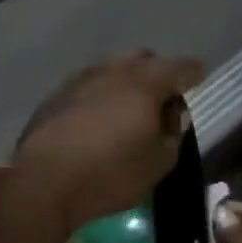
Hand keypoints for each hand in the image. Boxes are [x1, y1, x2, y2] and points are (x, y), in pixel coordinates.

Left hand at [13, 51, 203, 241]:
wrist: (43, 183)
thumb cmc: (109, 175)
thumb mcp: (158, 163)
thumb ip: (173, 134)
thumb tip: (172, 115)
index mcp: (144, 83)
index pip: (178, 67)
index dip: (192, 72)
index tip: (199, 78)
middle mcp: (111, 72)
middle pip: (141, 59)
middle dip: (156, 73)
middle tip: (160, 99)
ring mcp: (78, 80)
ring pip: (110, 70)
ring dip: (124, 83)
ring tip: (127, 109)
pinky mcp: (54, 97)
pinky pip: (86, 86)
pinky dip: (98, 96)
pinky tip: (96, 119)